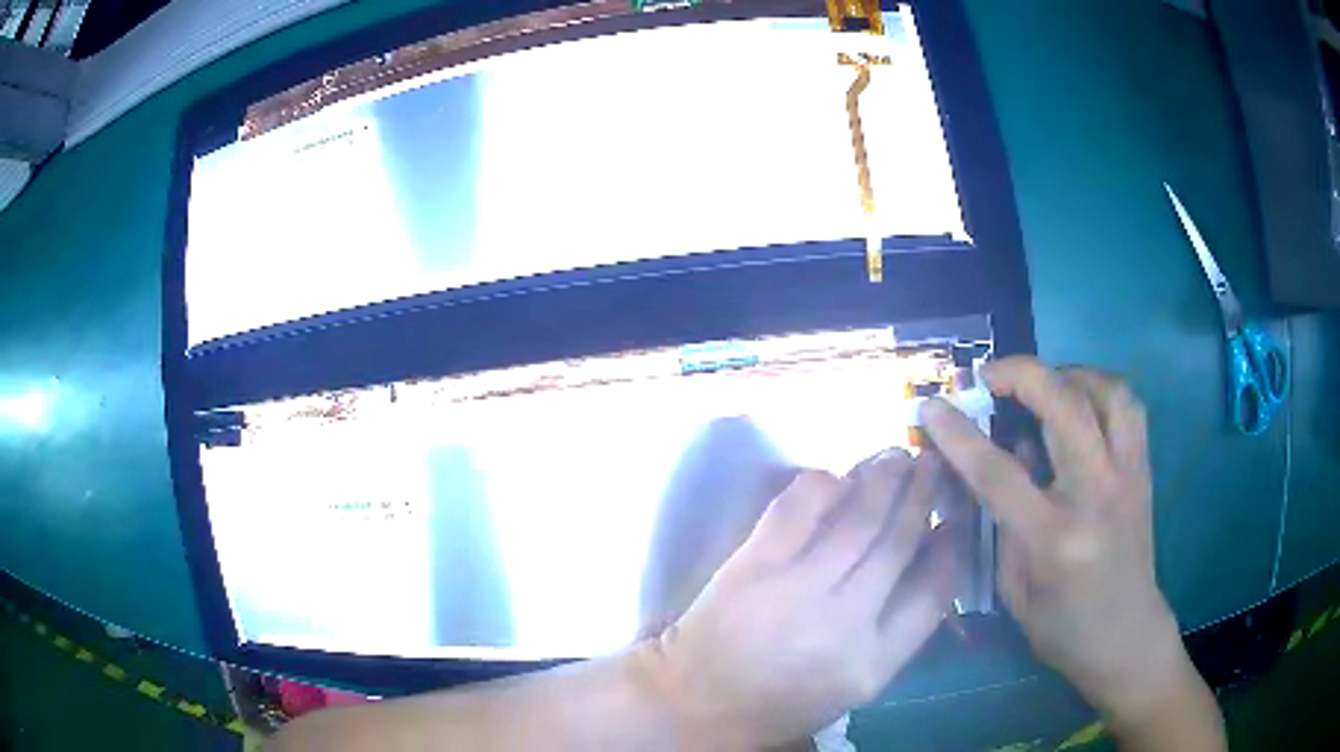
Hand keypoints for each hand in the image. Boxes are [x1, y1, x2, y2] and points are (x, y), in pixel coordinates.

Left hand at [644, 451, 957, 748]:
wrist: (699, 701)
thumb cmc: (785, 699)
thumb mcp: (858, 682)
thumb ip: (902, 626)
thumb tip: (934, 553)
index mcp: (874, 661)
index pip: (933, 593)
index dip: (950, 548)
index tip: (954, 518)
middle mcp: (844, 621)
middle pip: (897, 543)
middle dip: (922, 494)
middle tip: (932, 463)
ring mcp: (796, 589)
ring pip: (856, 518)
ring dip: (883, 478)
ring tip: (899, 455)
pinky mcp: (753, 565)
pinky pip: (798, 509)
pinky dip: (825, 484)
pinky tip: (838, 475)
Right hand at [922, 357, 1223, 747]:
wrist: (1126, 637)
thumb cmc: (1062, 628)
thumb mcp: (1014, 591)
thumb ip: (1004, 522)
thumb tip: (999, 455)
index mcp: (1055, 539)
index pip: (999, 473)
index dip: (960, 435)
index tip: (932, 407)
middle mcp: (1097, 495)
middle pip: (1065, 407)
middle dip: (1022, 374)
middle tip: (991, 375)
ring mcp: (1128, 477)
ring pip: (1108, 391)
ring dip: (1069, 373)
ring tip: (1043, 384)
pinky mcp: (1144, 470)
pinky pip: (1128, 406)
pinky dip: (1099, 389)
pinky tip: (1079, 402)